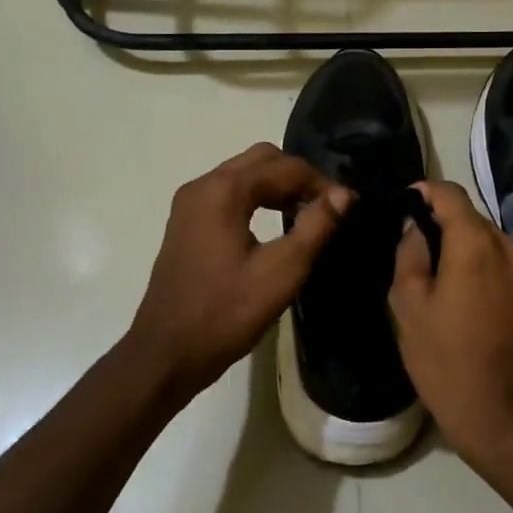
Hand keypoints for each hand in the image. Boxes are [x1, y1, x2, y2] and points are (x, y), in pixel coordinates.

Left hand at [127, 143, 351, 396]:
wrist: (166, 353)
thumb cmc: (226, 313)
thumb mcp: (281, 272)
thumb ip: (316, 227)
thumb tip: (343, 195)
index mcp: (224, 190)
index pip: (284, 167)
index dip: (320, 182)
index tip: (346, 206)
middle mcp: (203, 185)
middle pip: (262, 159)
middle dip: (298, 176)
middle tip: (326, 206)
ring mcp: (190, 203)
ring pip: (244, 174)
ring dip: (278, 185)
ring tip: (307, 214)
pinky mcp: (186, 222)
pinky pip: (228, 192)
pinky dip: (256, 197)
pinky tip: (274, 223)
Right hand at [389, 180, 512, 458]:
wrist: (500, 415)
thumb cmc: (445, 360)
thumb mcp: (408, 306)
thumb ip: (409, 253)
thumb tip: (414, 226)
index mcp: (477, 244)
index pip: (450, 194)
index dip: (424, 192)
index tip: (403, 203)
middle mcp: (510, 245)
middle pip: (470, 216)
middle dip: (440, 222)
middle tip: (411, 244)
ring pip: (485, 238)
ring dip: (459, 244)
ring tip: (431, 270)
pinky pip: (498, 258)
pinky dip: (476, 261)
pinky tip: (456, 288)